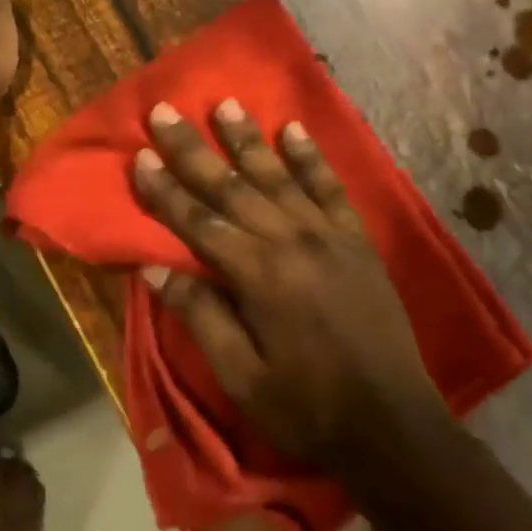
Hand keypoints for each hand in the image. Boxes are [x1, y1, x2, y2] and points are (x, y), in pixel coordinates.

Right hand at [132, 101, 448, 474]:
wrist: (392, 426)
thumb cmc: (306, 407)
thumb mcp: (240, 374)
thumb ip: (200, 315)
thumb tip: (154, 267)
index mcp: (258, 275)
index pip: (198, 221)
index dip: (164, 189)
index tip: (139, 156)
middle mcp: (292, 241)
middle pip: (232, 186)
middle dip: (194, 149)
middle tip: (165, 111)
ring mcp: (330, 237)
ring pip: (279, 176)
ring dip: (247, 140)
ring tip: (224, 104)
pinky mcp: (357, 242)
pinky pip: (331, 189)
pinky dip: (311, 158)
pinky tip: (294, 131)